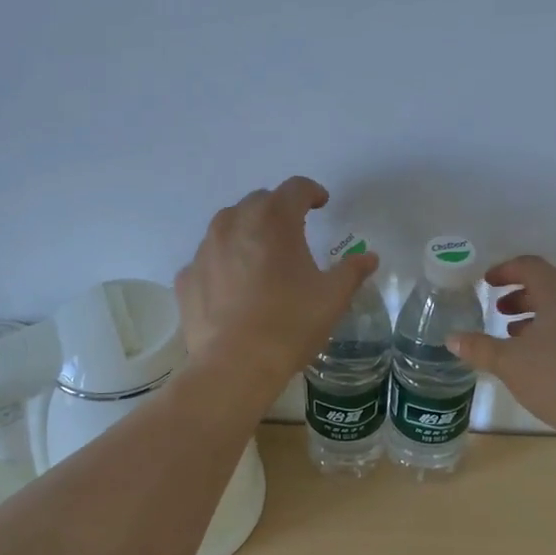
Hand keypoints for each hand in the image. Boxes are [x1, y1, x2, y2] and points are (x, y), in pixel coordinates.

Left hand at [176, 176, 379, 394]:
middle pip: (258, 202)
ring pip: (227, 226)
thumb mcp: (332, 298)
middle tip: (293, 231)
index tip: (321, 204)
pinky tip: (233, 288)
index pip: (295, 188)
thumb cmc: (290, 324)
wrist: (235, 366)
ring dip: (246, 232)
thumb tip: (369, 257)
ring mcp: (204, 250)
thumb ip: (352, 271)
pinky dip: (222, 265)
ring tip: (260, 257)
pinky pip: (208, 260)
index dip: (311, 192)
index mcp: (274, 220)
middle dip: (277, 210)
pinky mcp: (186, 278)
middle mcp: (234, 224)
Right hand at [447, 255, 555, 435]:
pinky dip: (554, 329)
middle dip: (520, 293)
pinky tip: (538, 354)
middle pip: (549, 284)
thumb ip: (478, 347)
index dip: (505, 271)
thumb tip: (452, 339)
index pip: (531, 267)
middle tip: (498, 309)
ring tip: (513, 333)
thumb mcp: (508, 362)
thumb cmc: (554, 379)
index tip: (486, 283)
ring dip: (537, 313)